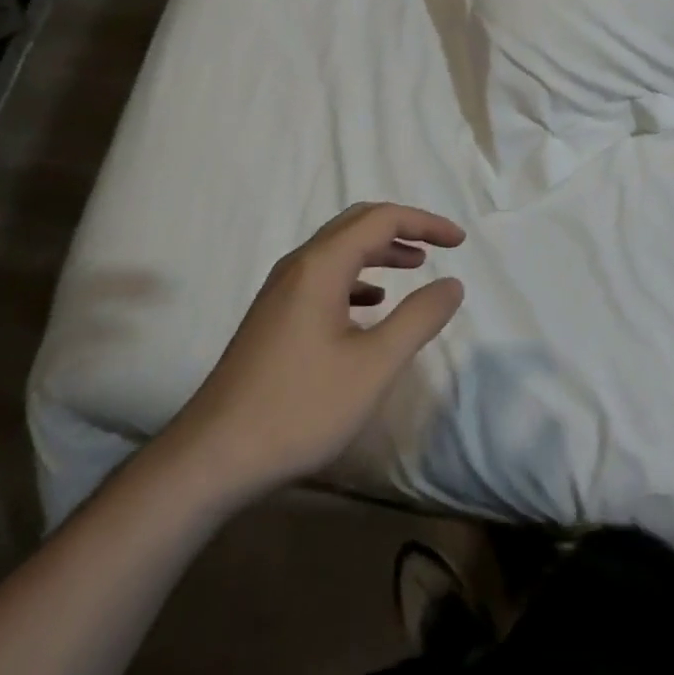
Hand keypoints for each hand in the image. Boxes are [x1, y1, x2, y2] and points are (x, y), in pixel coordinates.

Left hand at [152, 203, 465, 502]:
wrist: (214, 455)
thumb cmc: (300, 407)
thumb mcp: (374, 366)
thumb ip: (418, 319)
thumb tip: (452, 284)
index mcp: (321, 265)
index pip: (382, 219)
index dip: (424, 223)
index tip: (459, 241)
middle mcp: (298, 265)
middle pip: (356, 224)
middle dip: (401, 228)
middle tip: (438, 245)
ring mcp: (281, 290)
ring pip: (338, 250)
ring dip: (379, 251)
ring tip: (413, 266)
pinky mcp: (273, 315)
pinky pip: (322, 276)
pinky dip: (356, 278)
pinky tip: (370, 305)